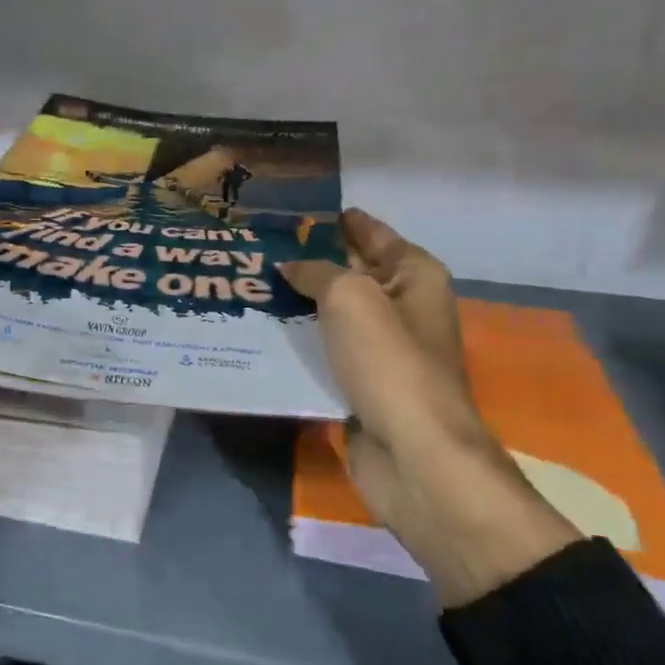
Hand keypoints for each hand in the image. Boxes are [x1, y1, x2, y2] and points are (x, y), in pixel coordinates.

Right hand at [283, 210, 494, 543]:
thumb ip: (316, 272)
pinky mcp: (362, 384)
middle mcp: (403, 307)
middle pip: (352, 273)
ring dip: (299, 304)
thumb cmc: (390, 362)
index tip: (298, 211)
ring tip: (250, 285)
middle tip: (260, 246)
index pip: (373, 233)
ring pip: (334, 315)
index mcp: (414, 276)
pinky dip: (300, 343)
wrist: (413, 453)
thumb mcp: (350, 298)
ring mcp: (383, 349)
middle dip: (312, 261)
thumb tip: (290, 267)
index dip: (340, 220)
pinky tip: (263, 333)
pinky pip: (326, 352)